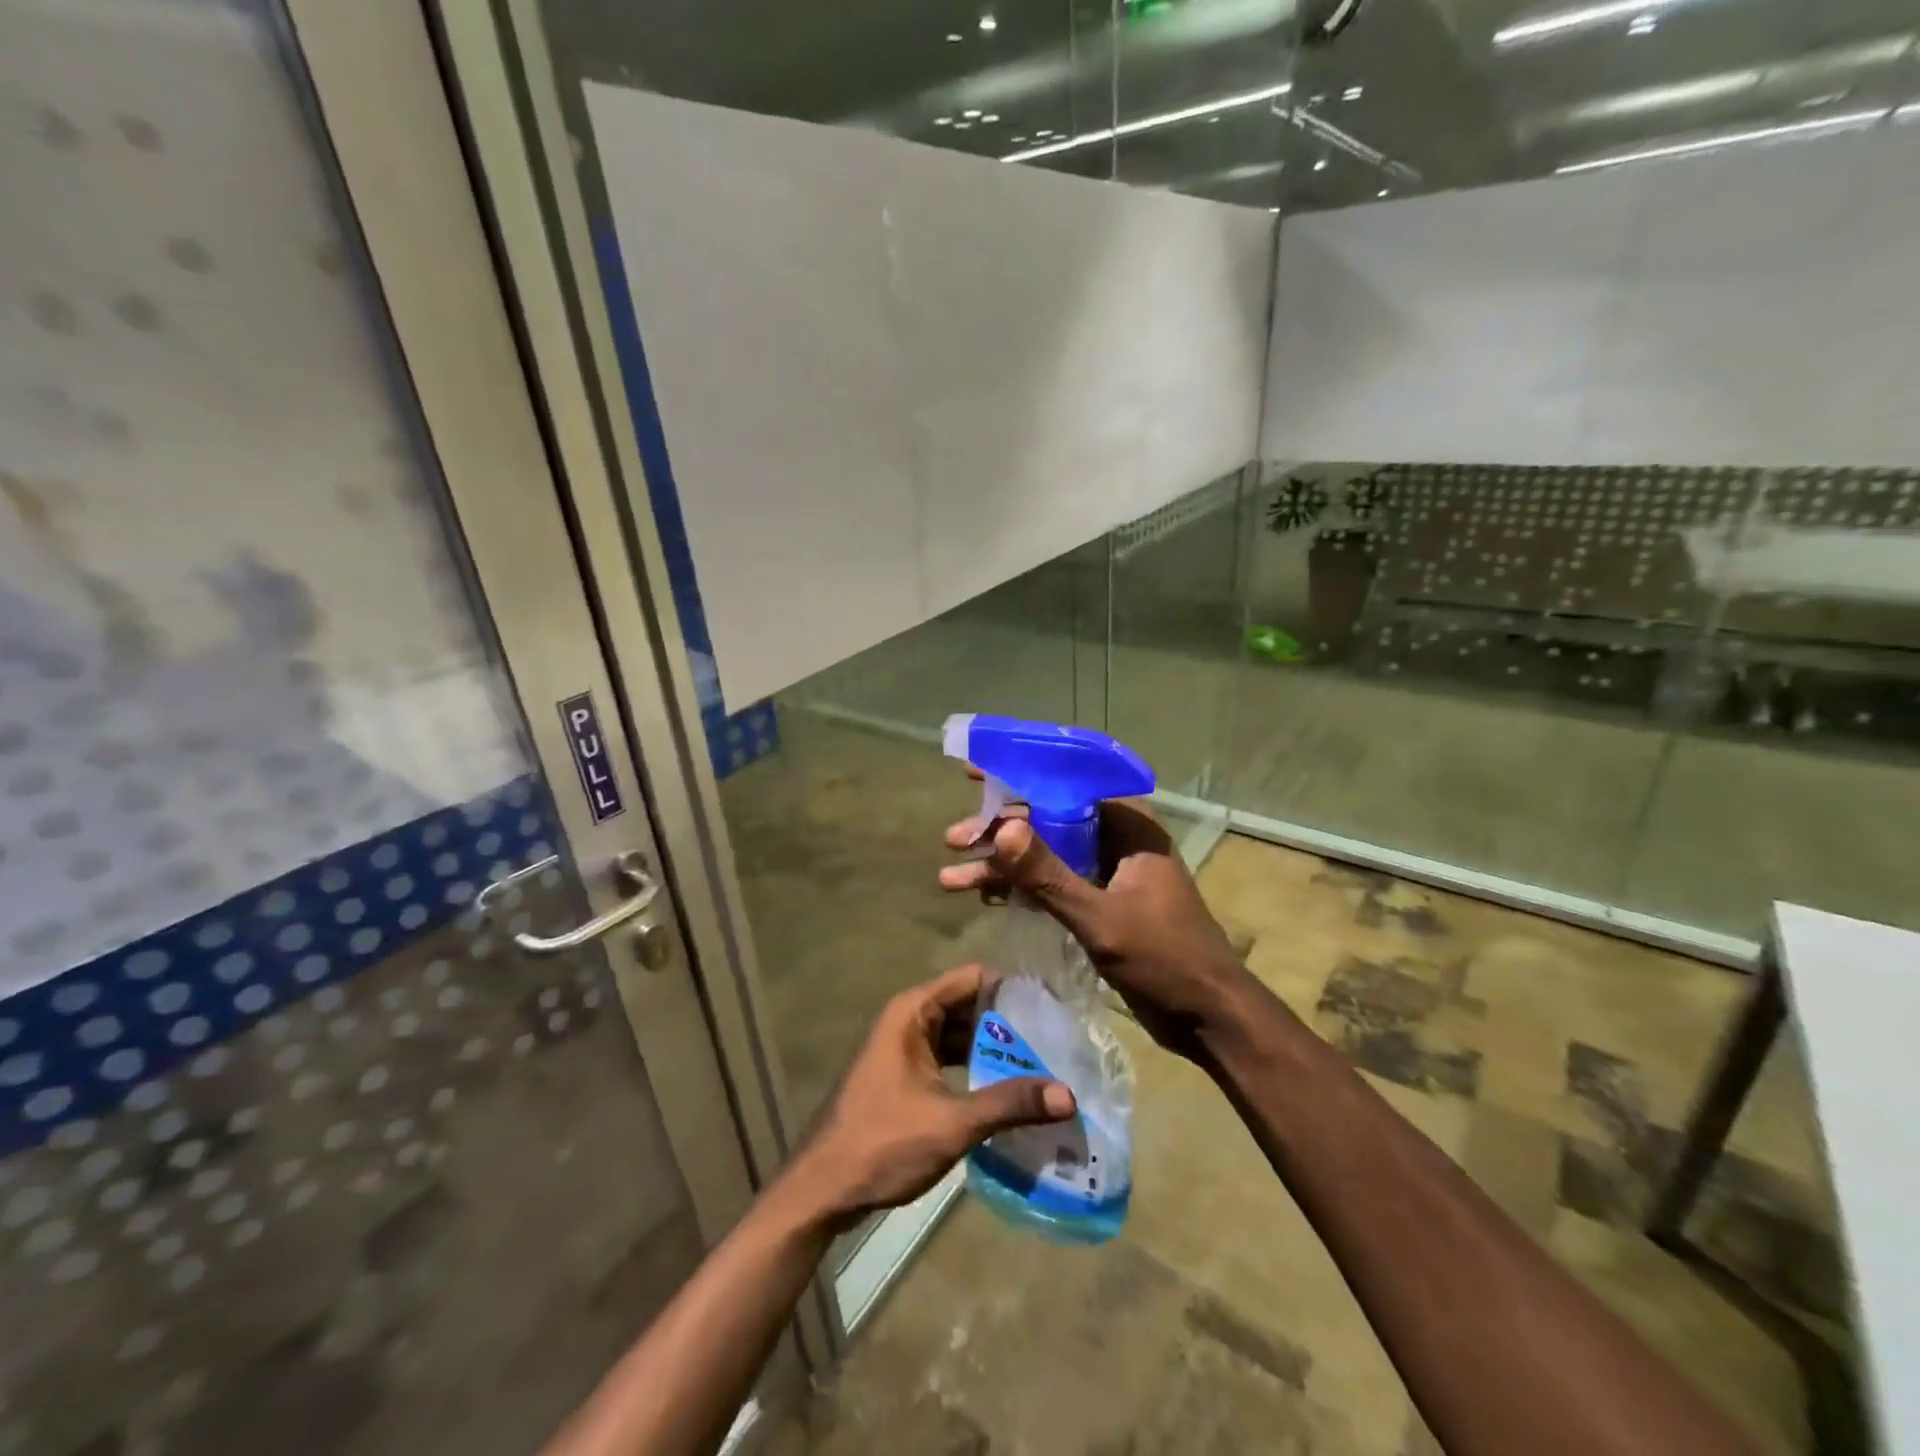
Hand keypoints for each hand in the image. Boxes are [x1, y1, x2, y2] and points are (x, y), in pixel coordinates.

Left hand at [790, 965, 1074, 1229]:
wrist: (823, 1189)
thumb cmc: (883, 1141)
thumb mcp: (952, 1121)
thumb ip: (1009, 1103)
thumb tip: (1069, 1095)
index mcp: (914, 1012)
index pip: (972, 979)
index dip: (1011, 988)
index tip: (1052, 1007)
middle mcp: (908, 1020)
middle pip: (967, 1007)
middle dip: (1008, 1023)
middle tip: (1056, 1040)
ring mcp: (903, 1050)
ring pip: (958, 1036)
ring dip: (992, 1050)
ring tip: (1042, 1065)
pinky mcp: (903, 1077)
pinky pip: (947, 1060)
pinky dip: (974, 1070)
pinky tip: (1006, 1092)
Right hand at [939, 792, 1256, 1061]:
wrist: (1208, 1017)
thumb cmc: (1164, 959)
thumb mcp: (1099, 917)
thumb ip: (1049, 875)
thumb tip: (1002, 830)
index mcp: (1129, 826)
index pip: (1066, 784)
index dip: (1019, 776)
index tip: (976, 777)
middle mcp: (1118, 839)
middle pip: (1049, 820)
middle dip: (1000, 832)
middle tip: (953, 840)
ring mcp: (1110, 871)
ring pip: (1047, 854)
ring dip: (1004, 865)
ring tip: (951, 879)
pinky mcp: (1103, 901)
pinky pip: (1055, 882)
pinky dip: (1023, 888)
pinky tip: (986, 897)